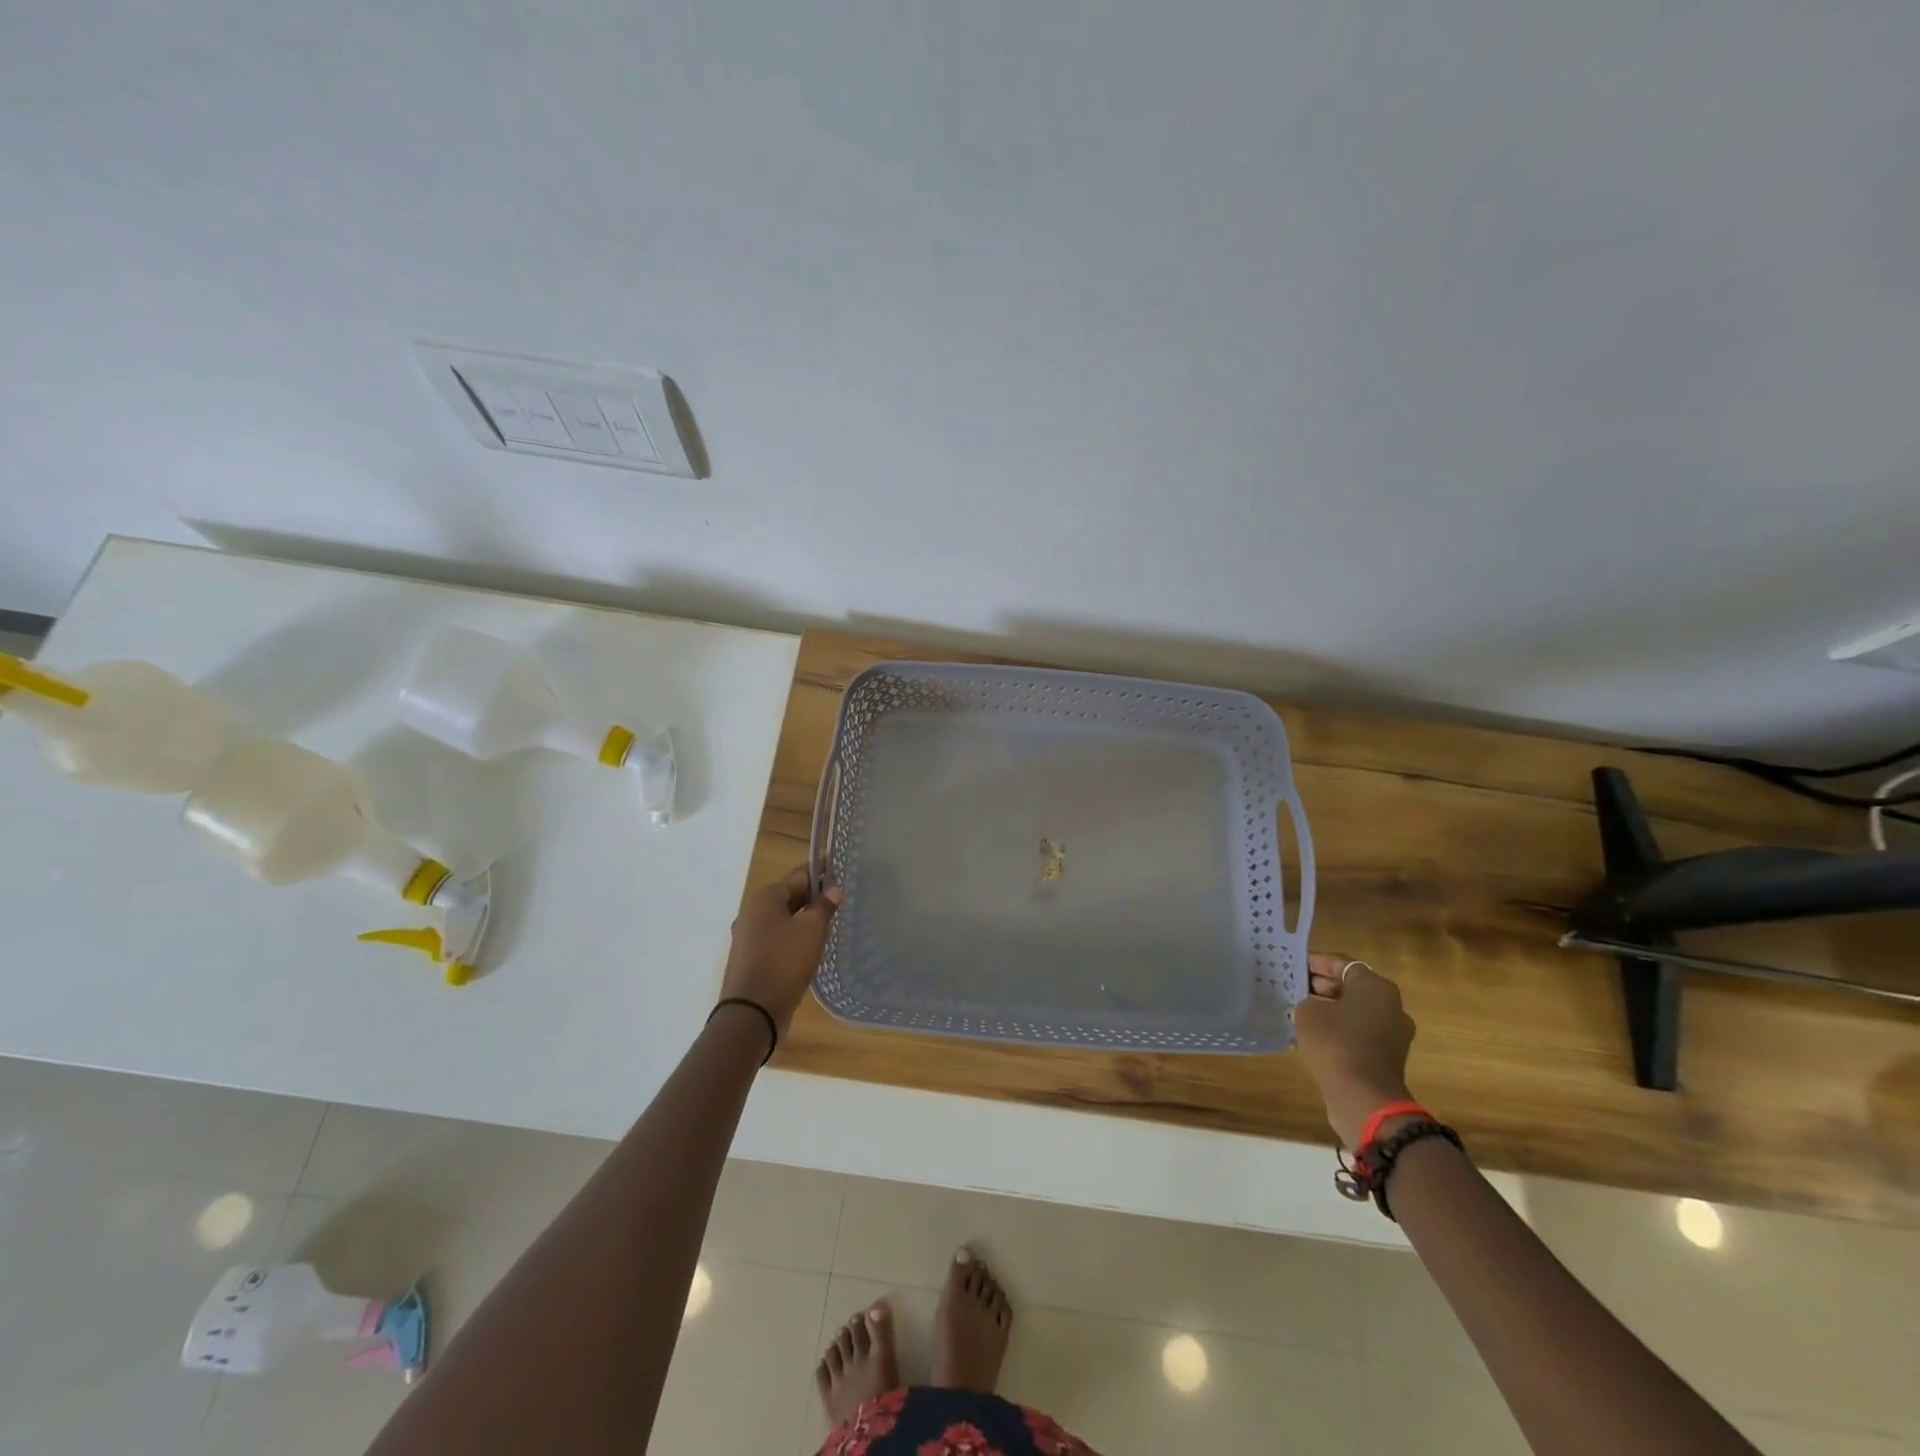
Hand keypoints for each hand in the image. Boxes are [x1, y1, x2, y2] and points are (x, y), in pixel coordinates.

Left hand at [721, 867, 842, 1038]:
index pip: (800, 874)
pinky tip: (811, 944)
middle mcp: (752, 911)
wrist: (752, 1013)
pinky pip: (777, 936)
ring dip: (805, 916)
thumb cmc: (784, 962)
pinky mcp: (750, 956)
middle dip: (814, 895)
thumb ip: (824, 906)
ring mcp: (748, 935)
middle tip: (842, 896)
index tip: (842, 868)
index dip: (822, 871)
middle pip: (789, 895)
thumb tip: (833, 889)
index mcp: (765, 897)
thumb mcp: (812, 930)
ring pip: (783, 917)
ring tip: (831, 919)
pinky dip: (794, 934)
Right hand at [1294, 953, 1416, 1147]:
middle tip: (1291, 987)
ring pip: (1353, 1012)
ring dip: (1328, 1011)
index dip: (1314, 962)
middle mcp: (1391, 1006)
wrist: (1363, 1099)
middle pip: (1350, 987)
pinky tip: (1310, 1037)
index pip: (1341, 963)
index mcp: (1376, 987)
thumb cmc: (1335, 1043)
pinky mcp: (1385, 1058)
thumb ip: (1307, 1000)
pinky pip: (1357, 1035)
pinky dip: (1336, 1032)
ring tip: (1296, 1011)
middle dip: (1320, 986)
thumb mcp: (1307, 1012)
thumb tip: (1311, 1005)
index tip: (1291, 965)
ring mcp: (1392, 1034)